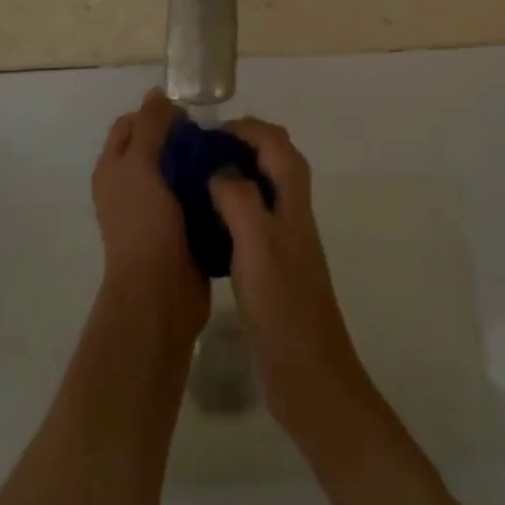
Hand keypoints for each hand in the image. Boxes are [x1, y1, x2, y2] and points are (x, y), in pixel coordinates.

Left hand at [94, 89, 207, 340]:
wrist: (159, 293)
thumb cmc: (144, 224)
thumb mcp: (141, 166)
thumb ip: (150, 127)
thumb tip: (157, 92)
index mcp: (114, 169)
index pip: (130, 124)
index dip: (155, 112)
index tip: (189, 113)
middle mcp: (130, 186)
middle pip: (156, 146)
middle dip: (183, 136)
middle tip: (215, 133)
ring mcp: (155, 209)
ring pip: (178, 172)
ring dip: (200, 162)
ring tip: (229, 154)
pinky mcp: (179, 229)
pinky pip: (194, 198)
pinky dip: (209, 187)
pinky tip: (232, 181)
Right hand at [208, 118, 373, 445]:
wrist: (308, 375)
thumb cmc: (282, 306)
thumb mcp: (256, 244)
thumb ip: (239, 198)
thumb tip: (220, 169)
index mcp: (293, 204)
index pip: (277, 144)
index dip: (247, 129)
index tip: (209, 132)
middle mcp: (292, 215)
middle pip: (275, 160)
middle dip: (242, 144)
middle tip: (200, 152)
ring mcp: (284, 242)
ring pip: (264, 189)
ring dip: (236, 174)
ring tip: (196, 179)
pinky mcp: (272, 267)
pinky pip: (253, 219)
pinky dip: (232, 207)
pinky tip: (205, 223)